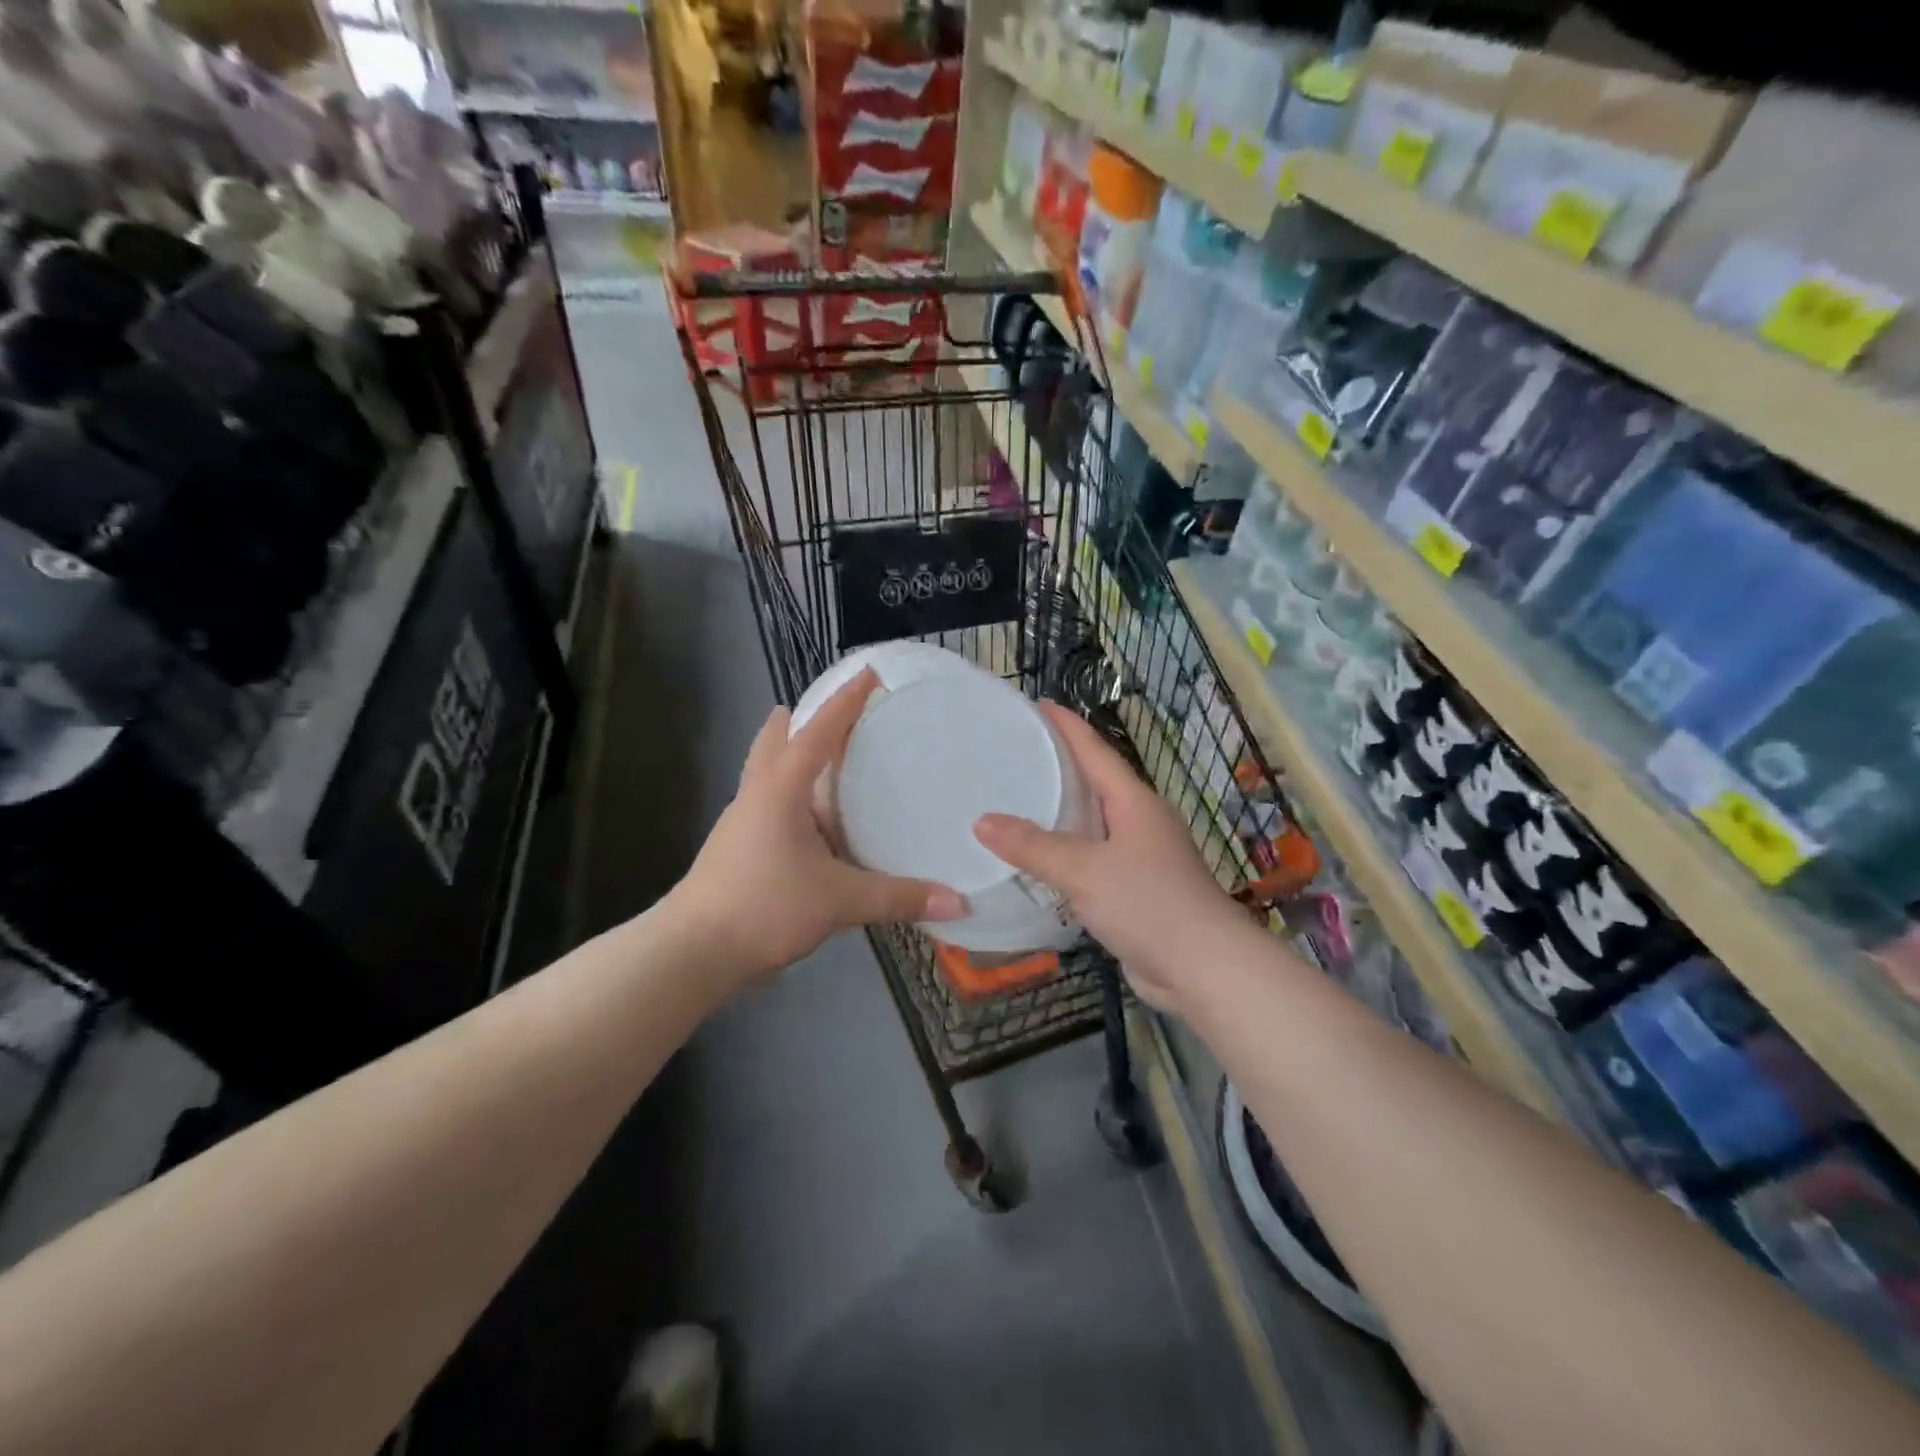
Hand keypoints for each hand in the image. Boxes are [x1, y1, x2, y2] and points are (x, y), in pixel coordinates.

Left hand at [672, 670, 964, 990]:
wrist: (693, 952)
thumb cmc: (764, 907)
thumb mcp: (839, 901)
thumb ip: (899, 898)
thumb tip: (959, 902)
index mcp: (780, 789)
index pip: (818, 731)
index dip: (846, 701)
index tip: (870, 673)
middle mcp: (758, 794)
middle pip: (777, 740)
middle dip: (805, 719)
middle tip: (843, 715)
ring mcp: (744, 820)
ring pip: (769, 771)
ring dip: (796, 756)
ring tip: (835, 760)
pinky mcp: (740, 846)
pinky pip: (771, 802)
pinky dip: (795, 794)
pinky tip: (819, 820)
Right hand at [974, 702, 1243, 1013]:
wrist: (1204, 968)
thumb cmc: (1148, 904)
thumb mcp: (1084, 871)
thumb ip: (1032, 846)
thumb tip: (982, 822)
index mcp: (1134, 802)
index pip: (1095, 751)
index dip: (1067, 726)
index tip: (1039, 703)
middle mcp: (1140, 821)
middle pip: (1096, 781)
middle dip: (1061, 764)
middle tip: (1018, 752)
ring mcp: (1143, 855)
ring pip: (1095, 822)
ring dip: (1063, 810)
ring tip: (1020, 800)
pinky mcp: (1138, 888)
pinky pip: (1096, 857)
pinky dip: (1069, 852)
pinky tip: (1042, 860)